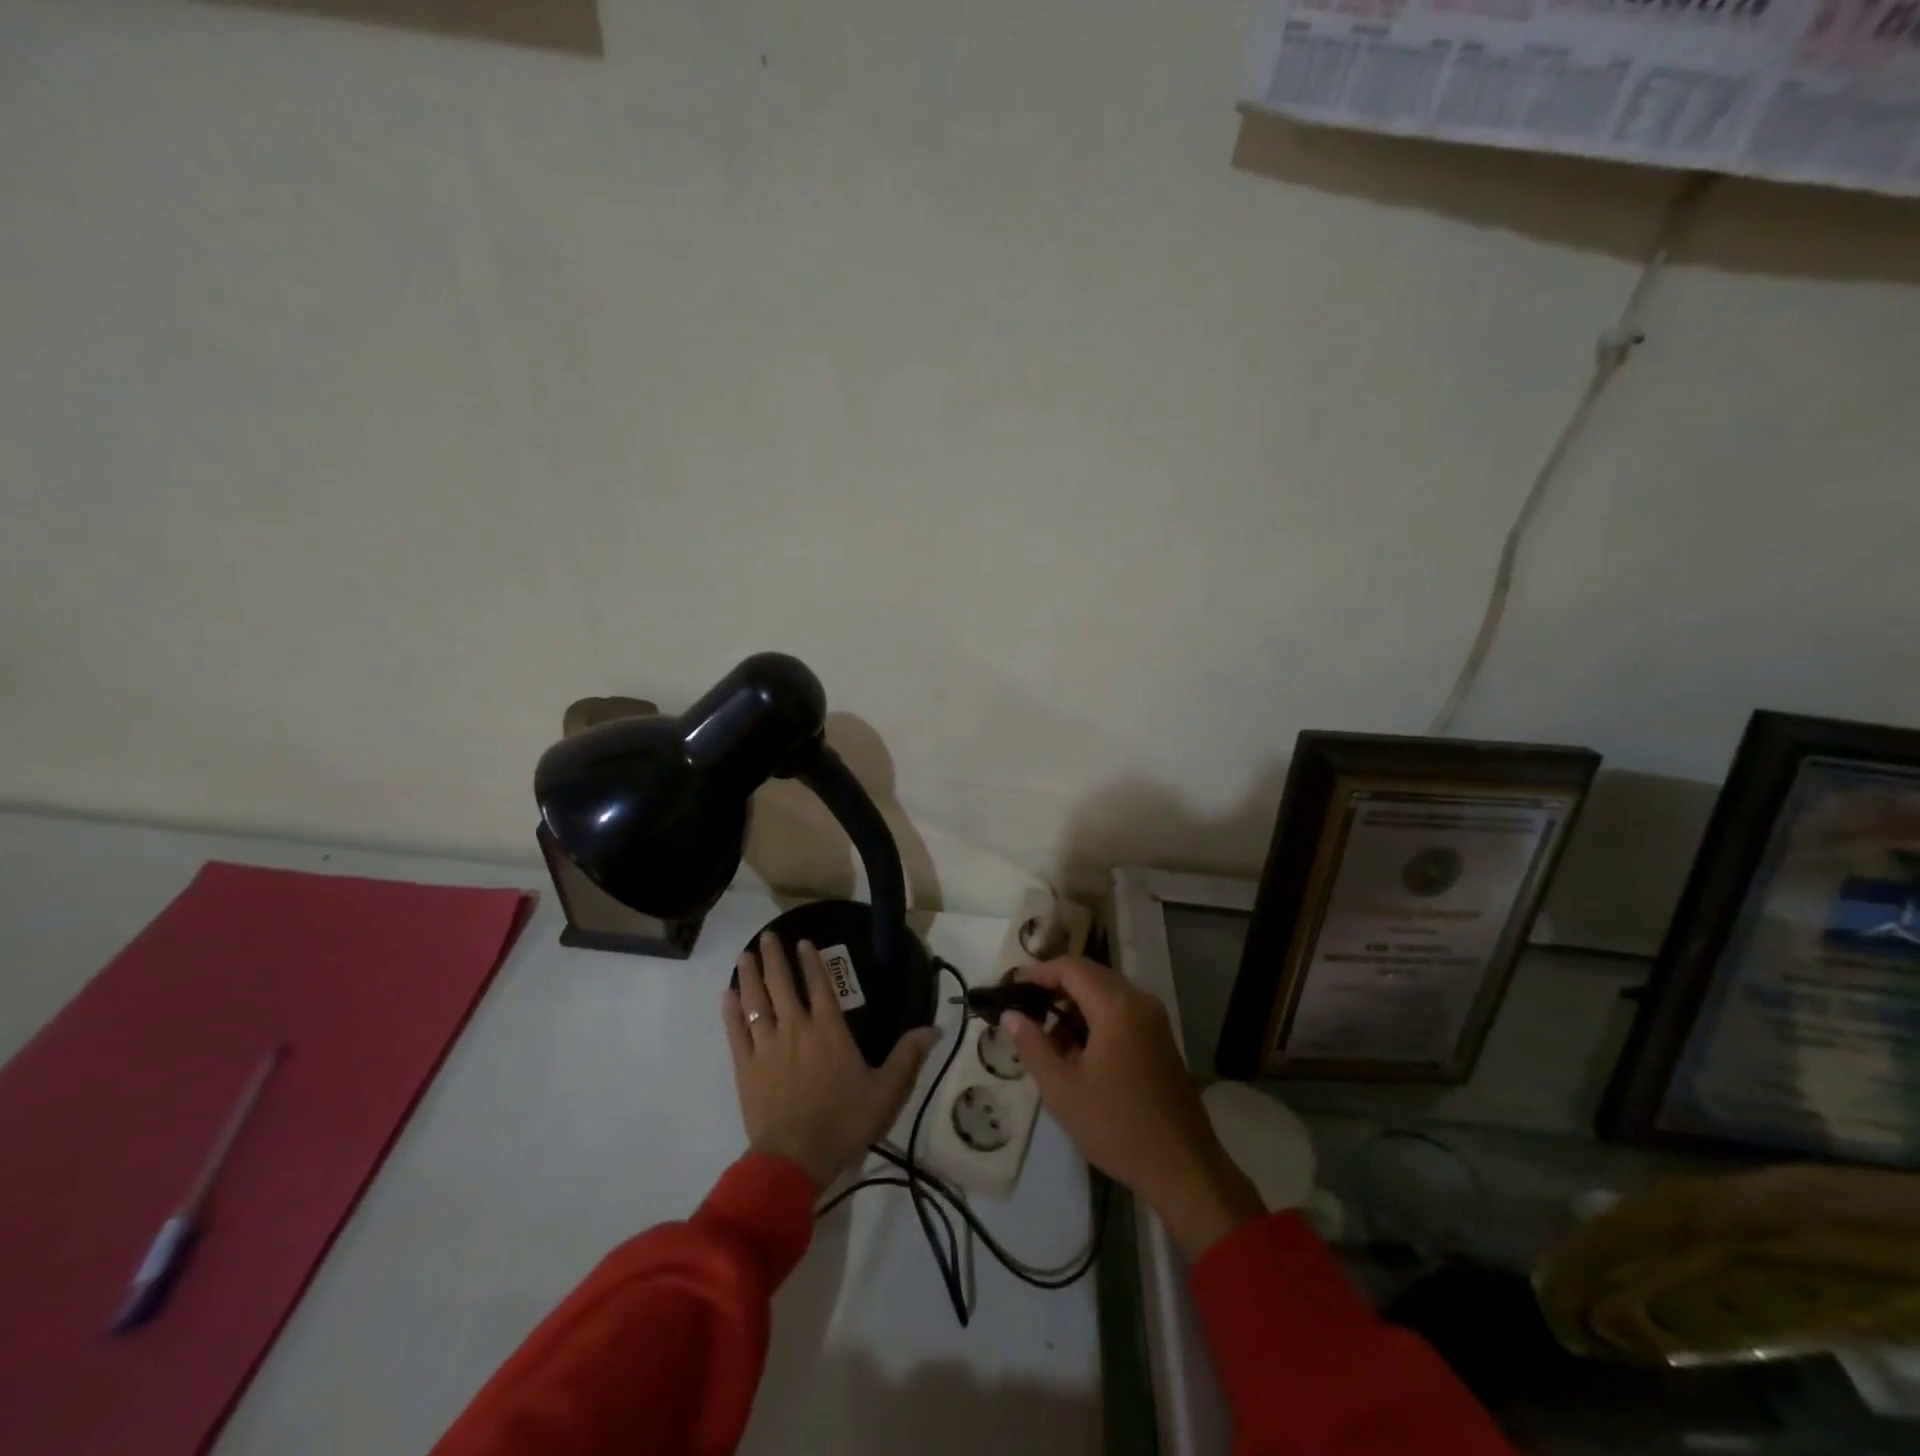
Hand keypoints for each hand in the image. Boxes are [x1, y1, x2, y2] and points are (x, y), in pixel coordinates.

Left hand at [722, 933, 936, 1191]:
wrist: (795, 1158)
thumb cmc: (845, 1122)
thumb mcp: (887, 1092)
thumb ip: (907, 1057)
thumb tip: (932, 1028)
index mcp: (829, 1030)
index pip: (820, 985)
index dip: (811, 961)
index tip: (803, 942)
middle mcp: (796, 1028)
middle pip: (782, 985)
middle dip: (774, 958)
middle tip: (767, 936)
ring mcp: (767, 1046)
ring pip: (755, 1002)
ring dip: (750, 976)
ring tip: (744, 956)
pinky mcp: (746, 1067)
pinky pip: (736, 1032)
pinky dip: (731, 1012)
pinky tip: (726, 996)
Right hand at [1002, 957, 1265, 1258]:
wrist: (1183, 1167)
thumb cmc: (1117, 1127)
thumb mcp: (1062, 1090)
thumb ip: (1032, 1045)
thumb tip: (1010, 1014)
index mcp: (1115, 1006)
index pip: (1070, 967)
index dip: (1038, 973)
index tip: (1010, 988)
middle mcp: (1138, 1000)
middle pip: (1089, 974)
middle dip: (1054, 986)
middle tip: (1023, 1009)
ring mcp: (1153, 1018)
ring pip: (1105, 991)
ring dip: (1074, 1003)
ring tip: (1045, 1035)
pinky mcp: (1159, 1036)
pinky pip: (1120, 1009)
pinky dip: (1094, 1016)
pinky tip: (1076, 1049)